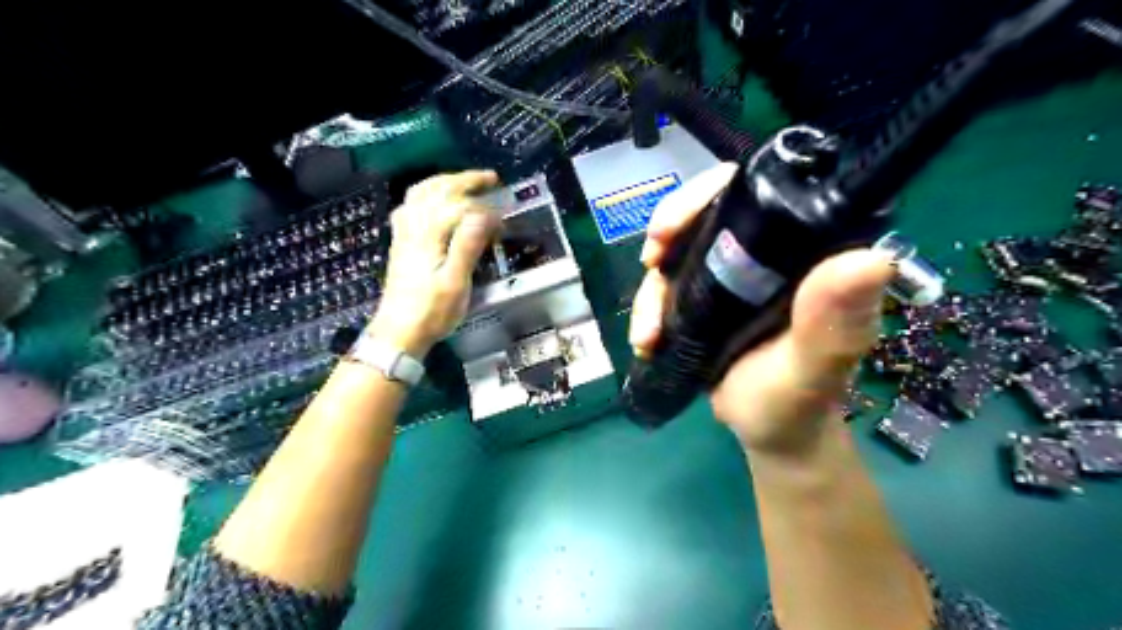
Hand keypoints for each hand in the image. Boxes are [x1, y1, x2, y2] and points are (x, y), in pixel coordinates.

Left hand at [370, 173, 498, 356]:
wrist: (398, 332)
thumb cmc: (432, 312)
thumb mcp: (455, 283)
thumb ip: (467, 246)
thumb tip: (483, 215)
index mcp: (429, 237)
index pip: (459, 207)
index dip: (484, 208)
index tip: (504, 219)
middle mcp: (414, 228)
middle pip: (437, 191)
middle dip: (465, 180)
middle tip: (490, 179)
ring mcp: (404, 234)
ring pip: (420, 194)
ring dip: (444, 182)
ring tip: (465, 182)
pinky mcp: (401, 243)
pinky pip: (410, 206)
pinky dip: (426, 194)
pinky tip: (435, 201)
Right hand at [631, 164, 896, 457]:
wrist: (769, 432)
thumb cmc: (798, 404)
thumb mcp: (814, 368)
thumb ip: (835, 322)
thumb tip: (871, 258)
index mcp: (806, 254)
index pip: (759, 193)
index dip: (710, 193)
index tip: (674, 226)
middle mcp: (767, 255)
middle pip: (706, 214)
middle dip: (668, 233)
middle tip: (651, 263)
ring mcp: (732, 276)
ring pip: (678, 253)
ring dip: (651, 287)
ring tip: (647, 333)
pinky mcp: (706, 299)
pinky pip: (667, 287)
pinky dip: (648, 309)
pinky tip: (645, 341)